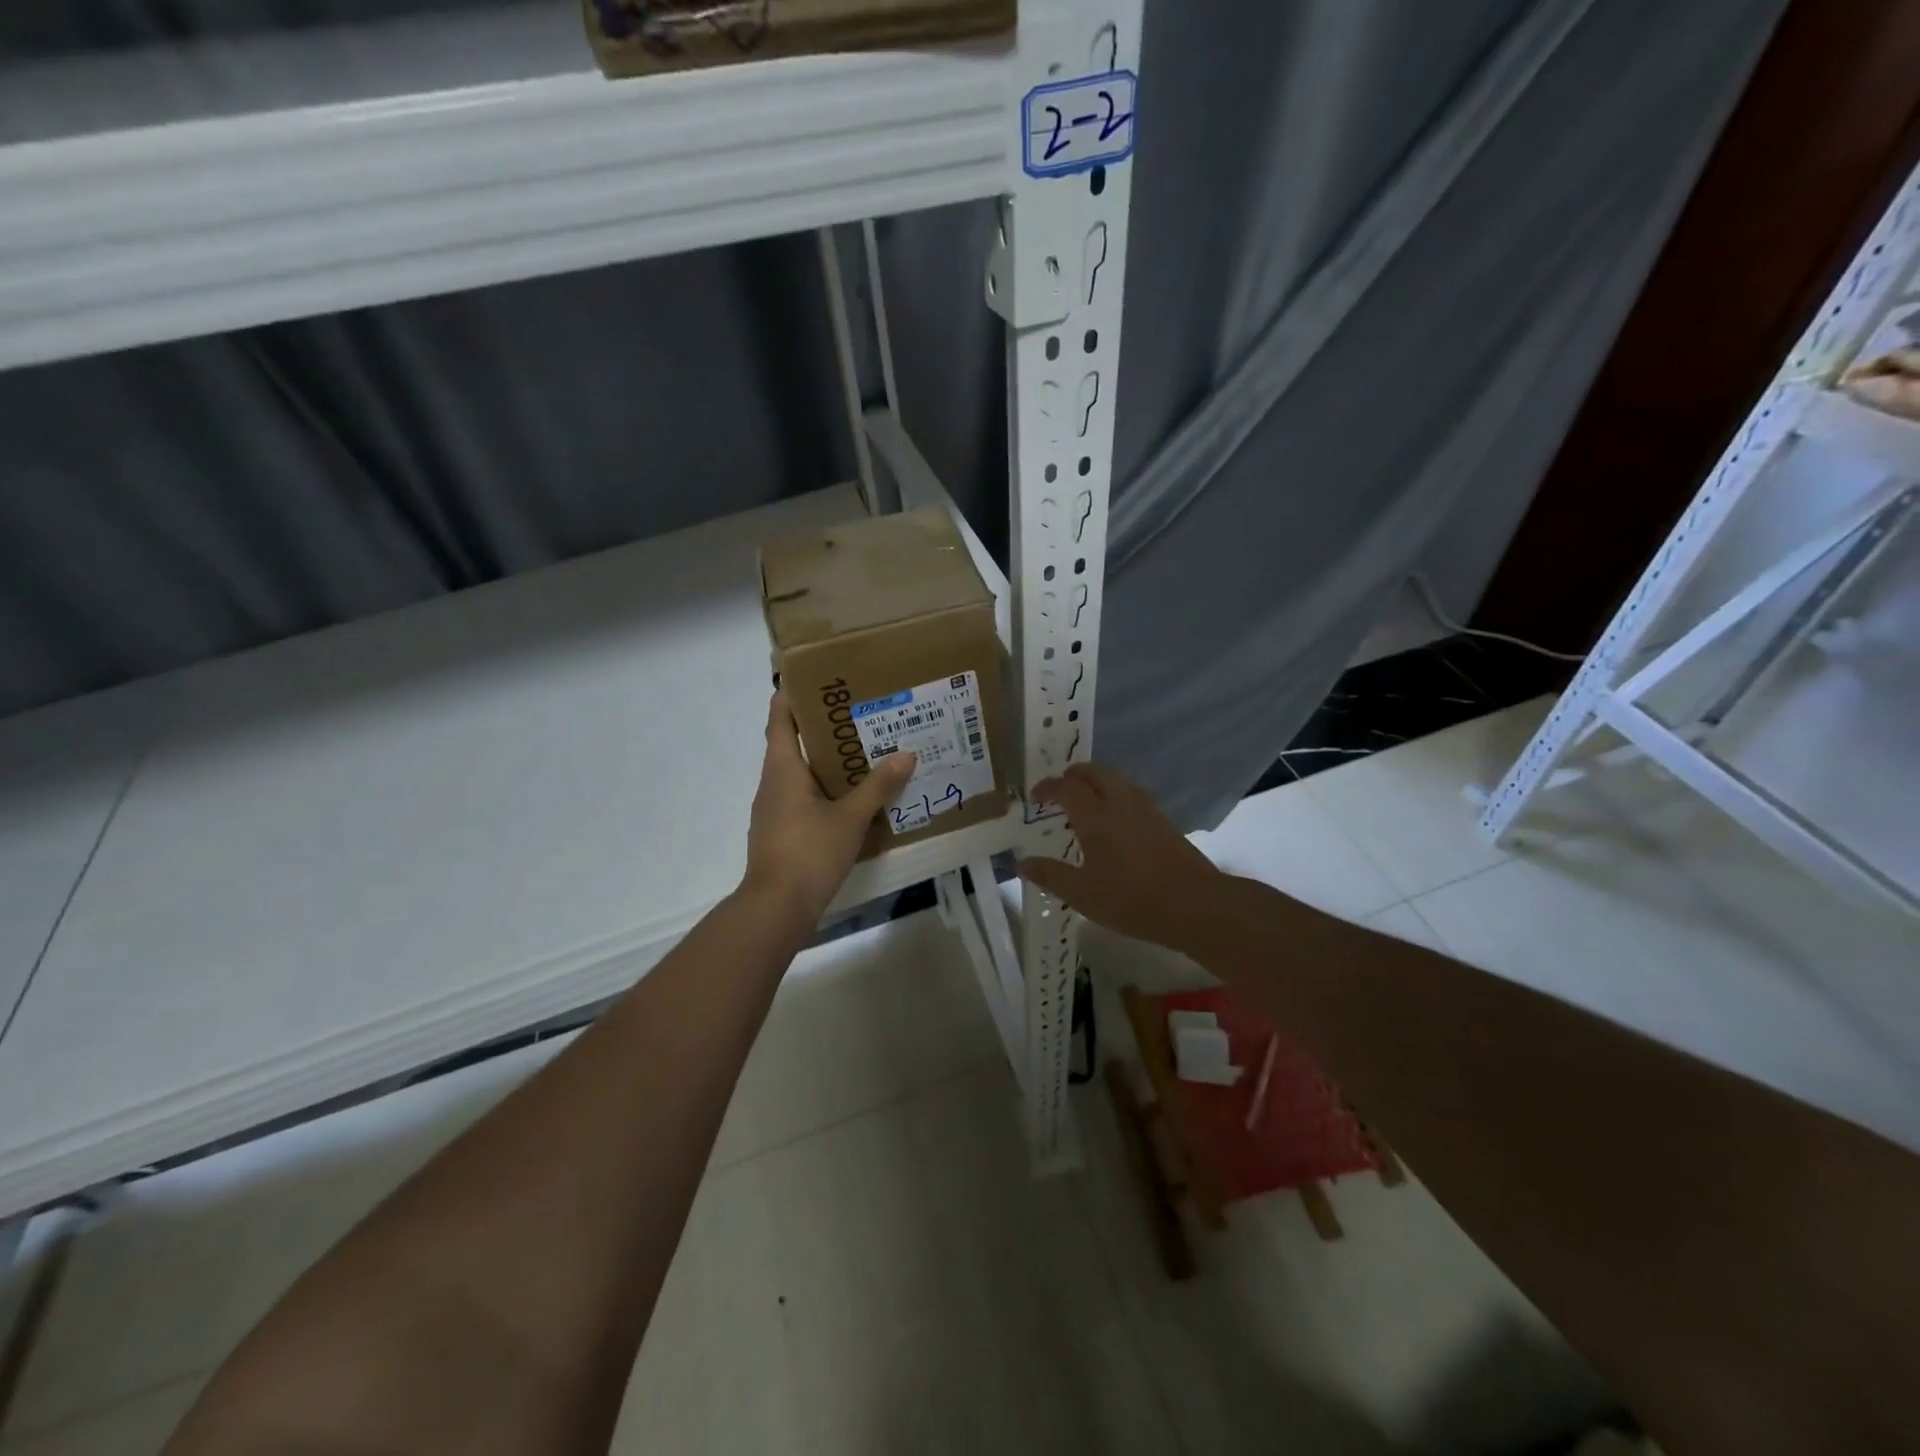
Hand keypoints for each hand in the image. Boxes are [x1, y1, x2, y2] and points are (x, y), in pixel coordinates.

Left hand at [743, 691, 915, 924]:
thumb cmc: (809, 852)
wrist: (776, 907)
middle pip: (791, 742)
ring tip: (863, 751)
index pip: (779, 716)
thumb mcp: (851, 818)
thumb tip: (906, 755)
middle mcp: (772, 782)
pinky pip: (801, 798)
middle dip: (822, 727)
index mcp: (782, 767)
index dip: (792, 693)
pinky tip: (850, 797)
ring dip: (825, 760)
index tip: (817, 677)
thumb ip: (878, 786)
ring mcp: (773, 809)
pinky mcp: (780, 831)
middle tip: (858, 713)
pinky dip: (823, 789)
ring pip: (798, 772)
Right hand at [1017, 762, 1223, 951]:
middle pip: (1095, 773)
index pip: (1066, 788)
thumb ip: (1051, 876)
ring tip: (1086, 803)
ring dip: (1097, 783)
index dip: (1047, 787)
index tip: (1035, 796)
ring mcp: (1146, 809)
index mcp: (1095, 816)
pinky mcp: (1164, 821)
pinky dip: (1116, 797)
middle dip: (1074, 775)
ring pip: (1117, 781)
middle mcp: (1120, 802)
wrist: (1194, 904)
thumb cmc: (1131, 899)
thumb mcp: (1082, 894)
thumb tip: (1023, 864)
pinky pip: (1133, 795)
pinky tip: (1116, 822)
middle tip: (1060, 789)